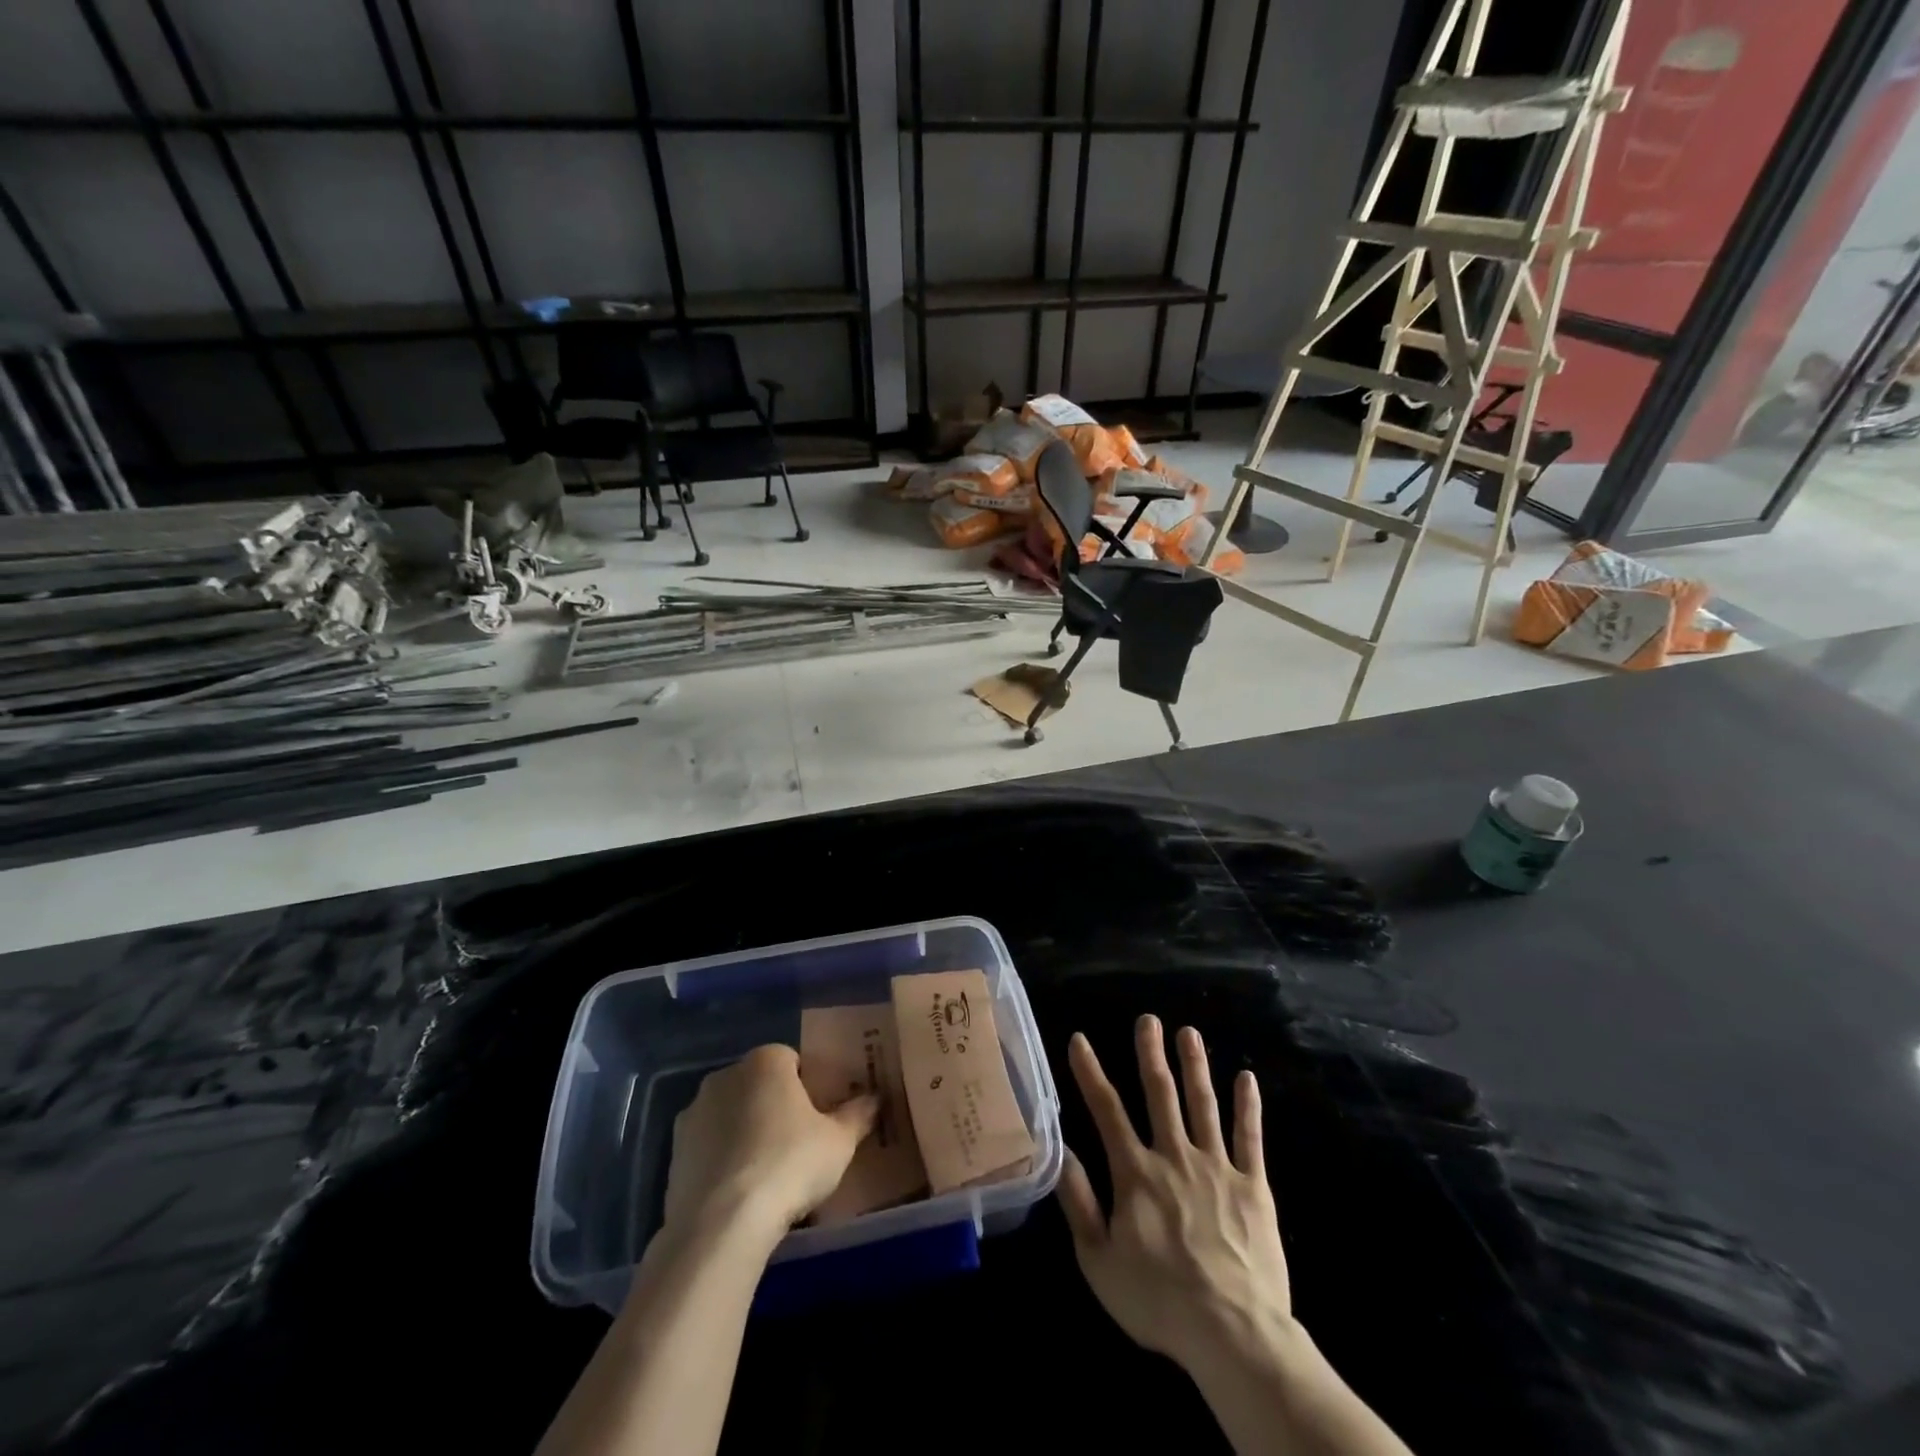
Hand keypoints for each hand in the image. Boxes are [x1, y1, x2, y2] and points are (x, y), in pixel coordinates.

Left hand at [664, 1044, 878, 1238]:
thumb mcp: (839, 1142)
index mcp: (766, 1061)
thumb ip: (858, 1114)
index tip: (819, 1119)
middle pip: (759, 1085)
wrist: (720, 1225)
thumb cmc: (789, 1165)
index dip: (808, 1087)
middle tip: (797, 1146)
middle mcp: (725, 1076)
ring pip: (731, 1115)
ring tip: (767, 1176)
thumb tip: (874, 1098)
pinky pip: (708, 1147)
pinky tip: (738, 1194)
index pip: (792, 1060)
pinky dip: (722, 1161)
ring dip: (745, 1133)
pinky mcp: (673, 1152)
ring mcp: (694, 1113)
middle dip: (775, 1107)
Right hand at [1057, 1016, 1293, 1371]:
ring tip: (1188, 1032)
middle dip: (1151, 1053)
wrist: (1232, 1333)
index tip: (1080, 1039)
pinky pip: (1250, 1138)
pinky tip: (1247, 1078)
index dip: (1090, 1072)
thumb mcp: (1098, 1260)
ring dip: (1195, 1065)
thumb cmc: (1158, 1300)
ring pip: (1203, 1104)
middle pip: (1160, 1093)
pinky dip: (1248, 1106)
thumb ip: (1079, 1202)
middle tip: (1148, 1018)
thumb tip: (1060, 1150)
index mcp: (1135, 1172)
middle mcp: (1174, 1156)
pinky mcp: (1253, 1186)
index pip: (1106, 1110)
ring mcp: (1217, 1167)